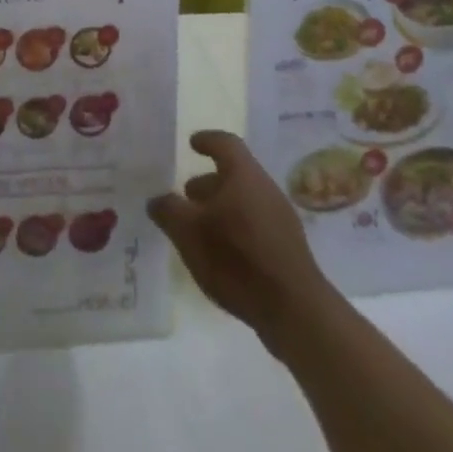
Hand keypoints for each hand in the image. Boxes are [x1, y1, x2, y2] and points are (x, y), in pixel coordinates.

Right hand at [149, 130, 331, 345]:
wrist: (295, 311)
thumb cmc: (237, 259)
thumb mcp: (189, 232)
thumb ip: (169, 211)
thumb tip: (157, 200)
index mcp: (244, 174)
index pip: (225, 143)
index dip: (207, 140)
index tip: (192, 143)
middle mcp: (265, 189)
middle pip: (235, 174)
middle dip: (209, 182)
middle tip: (187, 195)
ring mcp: (281, 220)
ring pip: (245, 201)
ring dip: (221, 207)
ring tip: (200, 228)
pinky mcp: (288, 249)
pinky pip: (256, 225)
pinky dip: (236, 228)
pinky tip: (222, 253)